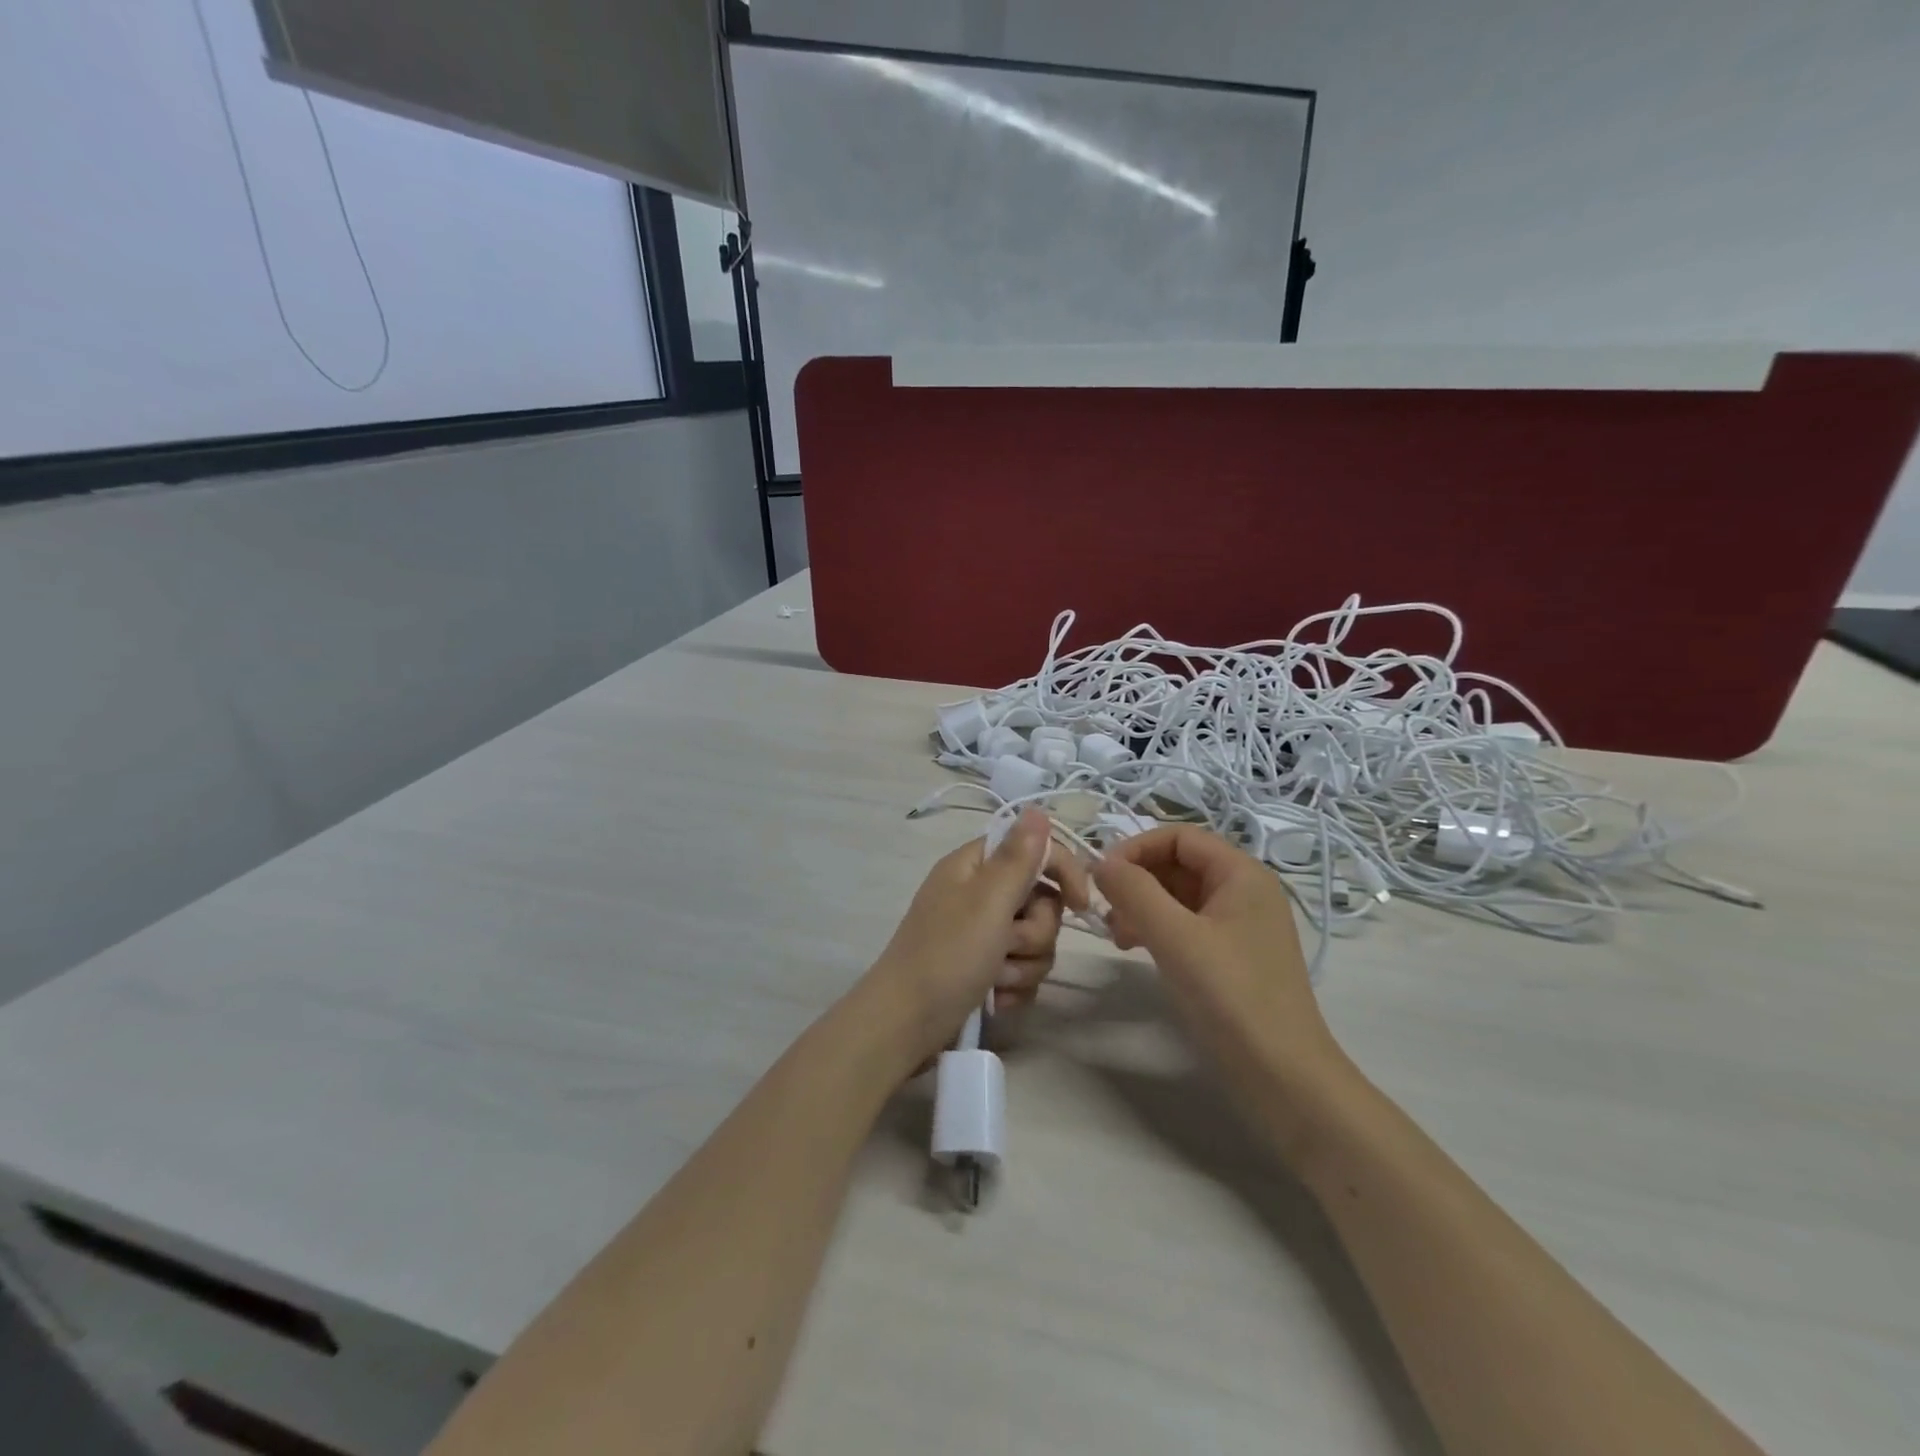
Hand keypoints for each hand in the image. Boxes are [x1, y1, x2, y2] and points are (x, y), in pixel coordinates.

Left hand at [861, 810, 1091, 1073]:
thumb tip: (1037, 809)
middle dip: (1034, 930)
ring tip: (996, 978)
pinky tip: (995, 998)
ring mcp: (980, 935)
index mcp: (973, 866)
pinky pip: (1023, 969)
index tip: (1080, 903)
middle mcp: (978, 895)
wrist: (905, 1026)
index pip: (1033, 849)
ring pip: (1036, 940)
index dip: (1062, 870)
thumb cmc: (947, 955)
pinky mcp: (984, 969)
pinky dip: (1014, 986)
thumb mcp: (987, 901)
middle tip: (1008, 944)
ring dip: (1023, 963)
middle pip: (1040, 900)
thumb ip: (1018, 856)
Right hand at [1093, 826, 1357, 1161]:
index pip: (1179, 837)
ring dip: (1142, 906)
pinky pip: (1186, 925)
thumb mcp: (1176, 938)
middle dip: (1137, 881)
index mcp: (1242, 874)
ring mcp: (1240, 926)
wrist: (1284, 1078)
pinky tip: (1137, 950)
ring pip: (1179, 896)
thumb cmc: (1231, 997)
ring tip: (1117, 936)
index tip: (1102, 877)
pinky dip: (1157, 929)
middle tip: (1106, 912)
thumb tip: (1102, 863)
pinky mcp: (1232, 957)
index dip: (1136, 848)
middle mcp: (1244, 891)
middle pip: (1178, 864)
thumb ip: (1134, 892)